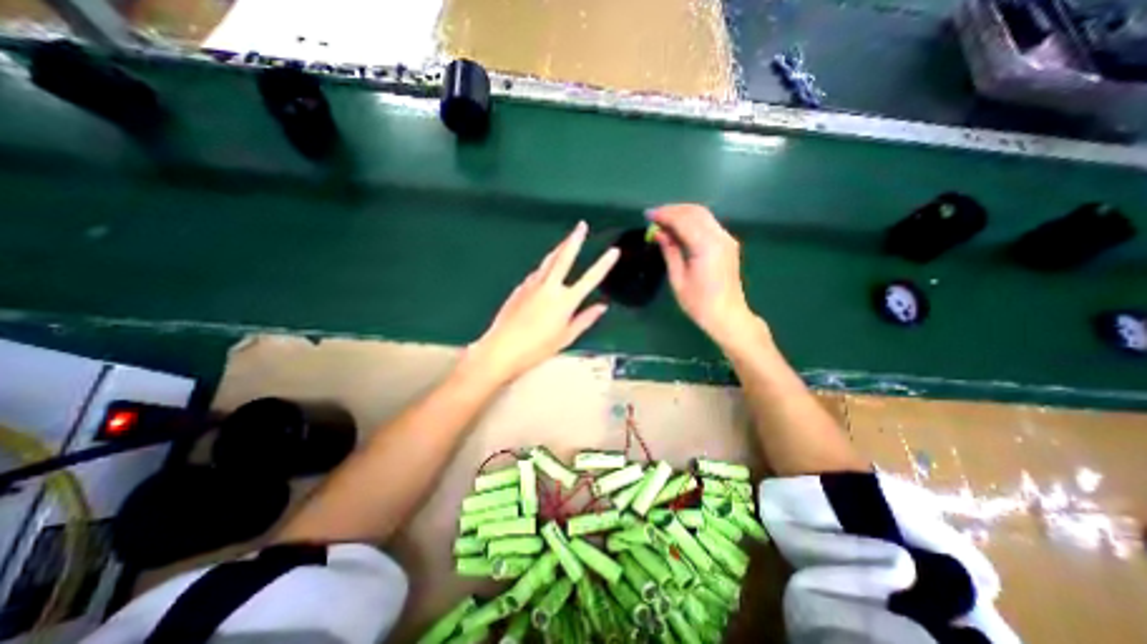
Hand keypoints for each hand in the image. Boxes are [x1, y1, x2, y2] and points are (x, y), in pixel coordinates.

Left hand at [465, 220, 622, 383]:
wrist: (501, 348)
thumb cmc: (537, 348)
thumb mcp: (566, 337)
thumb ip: (585, 319)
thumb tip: (602, 307)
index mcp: (565, 301)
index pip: (590, 279)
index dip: (604, 264)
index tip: (614, 251)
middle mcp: (550, 287)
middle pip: (564, 257)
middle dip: (574, 239)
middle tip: (581, 225)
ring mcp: (532, 285)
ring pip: (548, 261)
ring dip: (558, 249)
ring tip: (566, 241)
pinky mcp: (520, 288)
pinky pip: (536, 273)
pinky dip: (545, 268)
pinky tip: (546, 270)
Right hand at [648, 205, 760, 343]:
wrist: (727, 316)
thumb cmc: (699, 303)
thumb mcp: (678, 279)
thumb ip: (670, 251)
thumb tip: (659, 233)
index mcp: (706, 246)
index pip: (683, 220)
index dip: (664, 215)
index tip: (647, 215)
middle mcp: (719, 237)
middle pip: (695, 211)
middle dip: (673, 210)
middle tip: (654, 215)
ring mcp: (726, 239)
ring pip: (703, 215)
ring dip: (683, 213)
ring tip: (663, 220)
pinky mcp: (728, 244)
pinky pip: (708, 223)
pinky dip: (692, 220)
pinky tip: (679, 228)